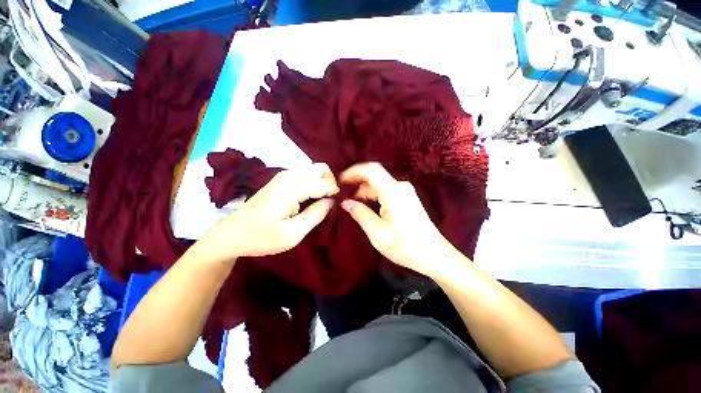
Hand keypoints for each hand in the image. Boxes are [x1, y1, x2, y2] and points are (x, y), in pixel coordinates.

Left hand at [201, 163, 338, 260]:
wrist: (231, 235)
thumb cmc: (261, 237)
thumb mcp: (293, 233)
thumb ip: (316, 215)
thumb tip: (332, 201)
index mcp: (292, 187)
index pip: (325, 183)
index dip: (335, 194)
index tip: (338, 205)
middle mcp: (289, 175)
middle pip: (321, 169)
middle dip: (331, 183)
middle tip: (330, 202)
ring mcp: (283, 176)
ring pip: (314, 170)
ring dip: (322, 183)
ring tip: (323, 202)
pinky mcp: (281, 180)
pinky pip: (305, 175)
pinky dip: (314, 184)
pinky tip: (311, 199)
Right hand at [340, 163, 461, 277]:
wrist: (434, 255)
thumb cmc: (405, 246)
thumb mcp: (377, 233)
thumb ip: (360, 214)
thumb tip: (345, 202)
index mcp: (393, 192)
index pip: (371, 170)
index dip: (353, 172)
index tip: (339, 181)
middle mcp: (400, 187)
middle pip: (374, 177)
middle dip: (357, 183)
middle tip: (341, 194)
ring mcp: (405, 192)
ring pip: (379, 184)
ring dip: (364, 191)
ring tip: (351, 203)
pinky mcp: (407, 198)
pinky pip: (386, 191)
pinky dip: (373, 196)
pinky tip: (366, 206)